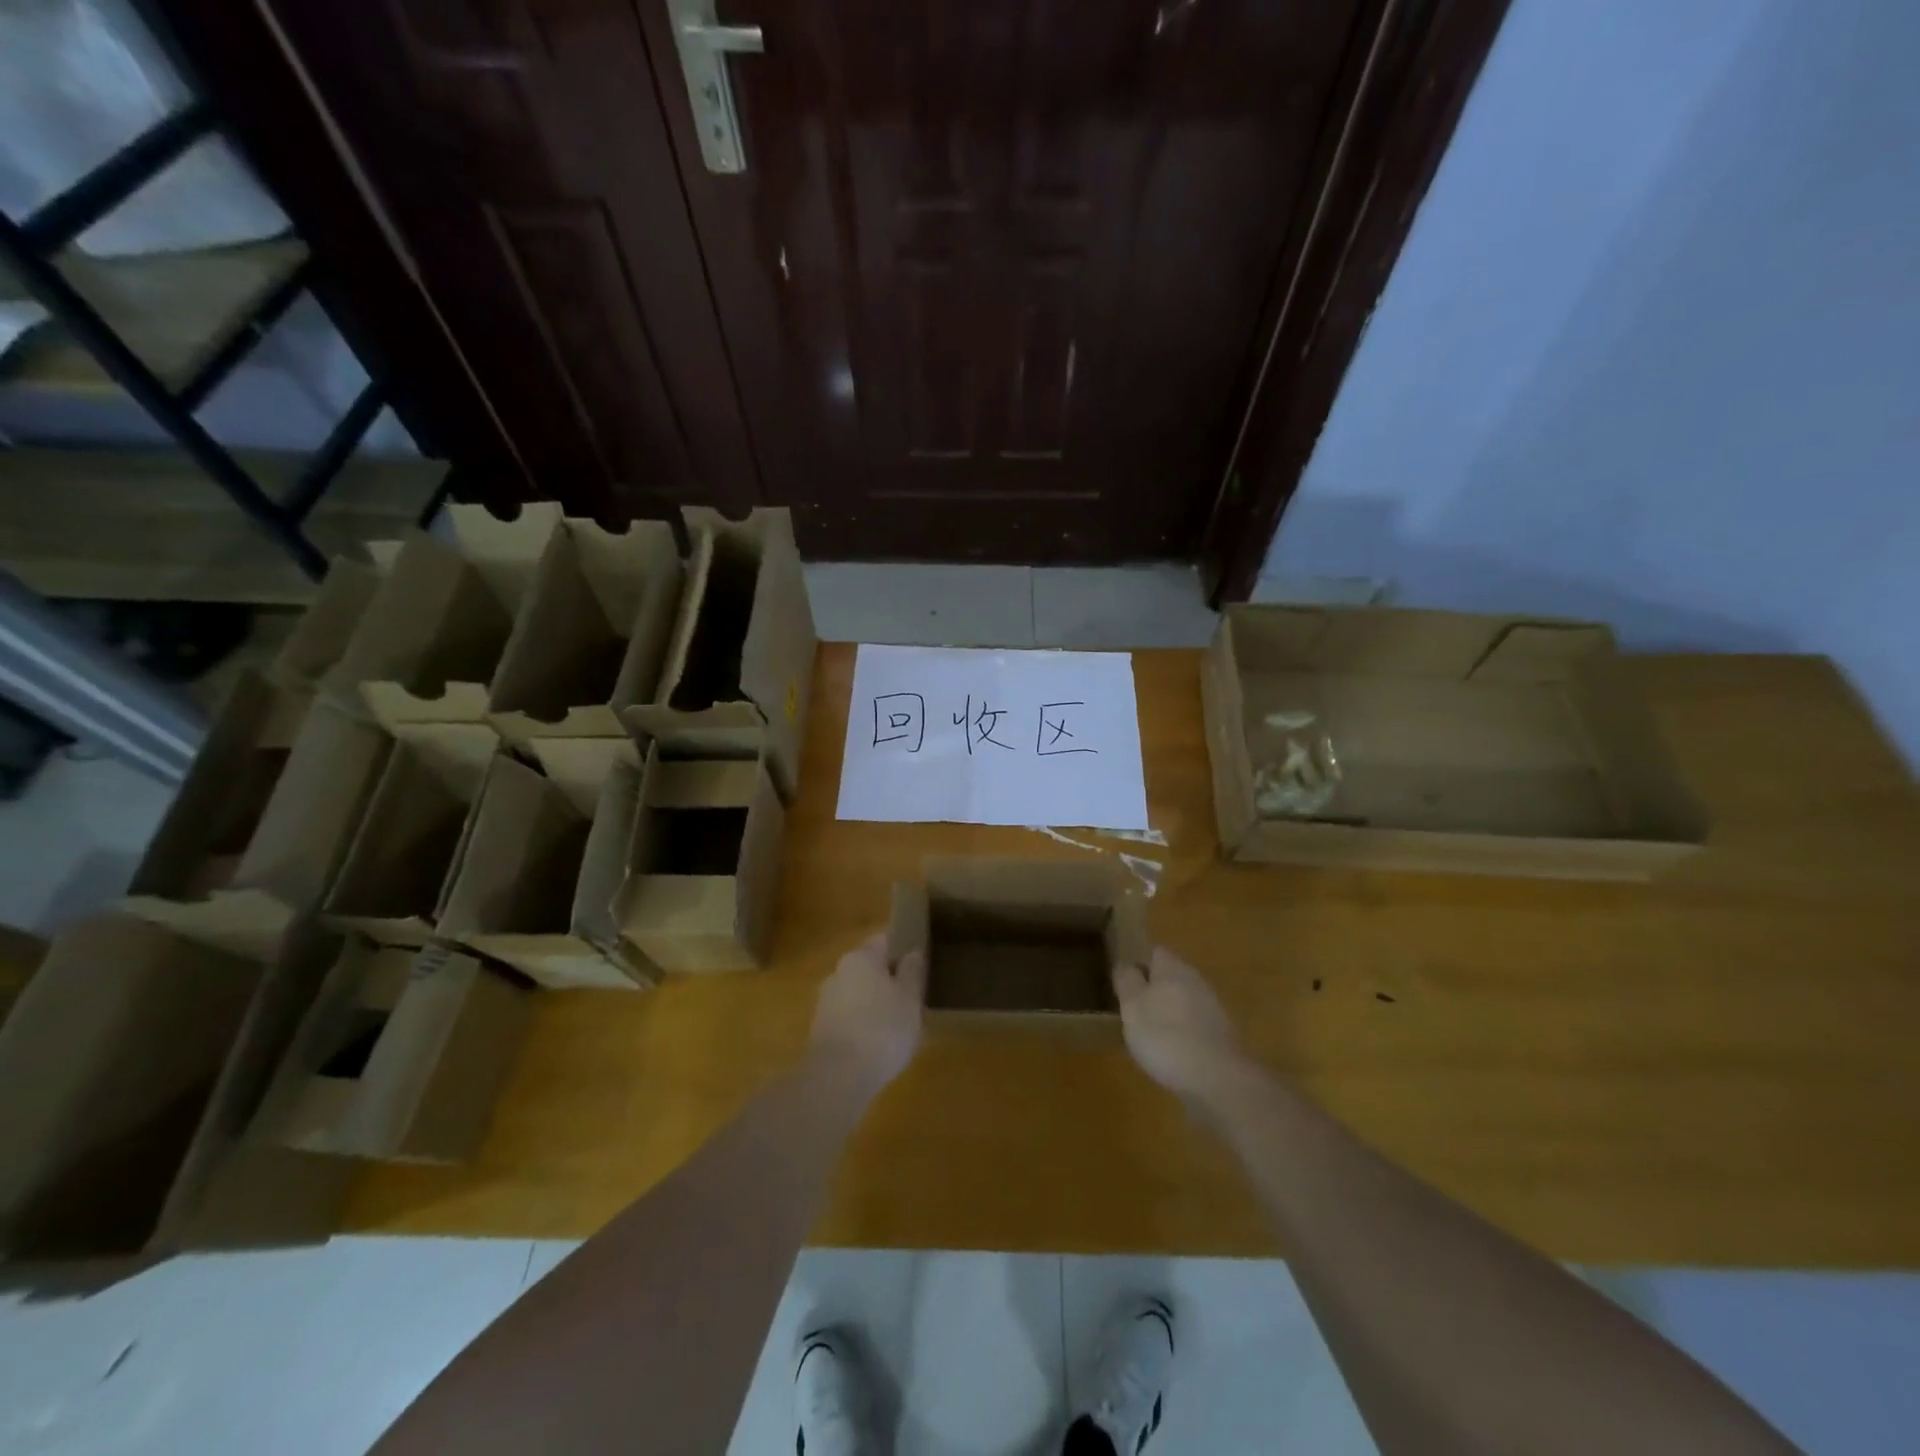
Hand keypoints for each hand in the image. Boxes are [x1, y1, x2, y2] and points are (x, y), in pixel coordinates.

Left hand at [810, 932, 926, 1094]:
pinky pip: (847, 1017)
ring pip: (857, 993)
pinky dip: (861, 1024)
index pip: (883, 941)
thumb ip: (911, 973)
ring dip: (873, 1003)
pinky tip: (876, 1044)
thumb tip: (911, 953)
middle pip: (868, 967)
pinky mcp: (819, 1029)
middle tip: (911, 998)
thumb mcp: (910, 999)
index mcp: (861, 957)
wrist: (837, 1076)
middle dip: (887, 979)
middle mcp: (838, 972)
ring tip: (897, 1025)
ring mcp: (825, 1001)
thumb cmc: (882, 1028)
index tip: (918, 964)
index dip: (901, 949)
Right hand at [1113, 947, 1255, 1107]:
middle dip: (1153, 989)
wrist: (1218, 1080)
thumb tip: (1126, 965)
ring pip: (1184, 1001)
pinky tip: (1171, 1055)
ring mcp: (1213, 1009)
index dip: (1138, 962)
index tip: (1123, 980)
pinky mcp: (1222, 1036)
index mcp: (1173, 968)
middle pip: (1171, 976)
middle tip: (1132, 1009)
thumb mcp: (1132, 1006)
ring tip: (1148, 1035)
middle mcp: (1196, 981)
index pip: (1155, 952)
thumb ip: (1127, 981)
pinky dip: (1182, 1034)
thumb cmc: (1166, 1036)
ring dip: (1168, 1013)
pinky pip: (1195, 1025)